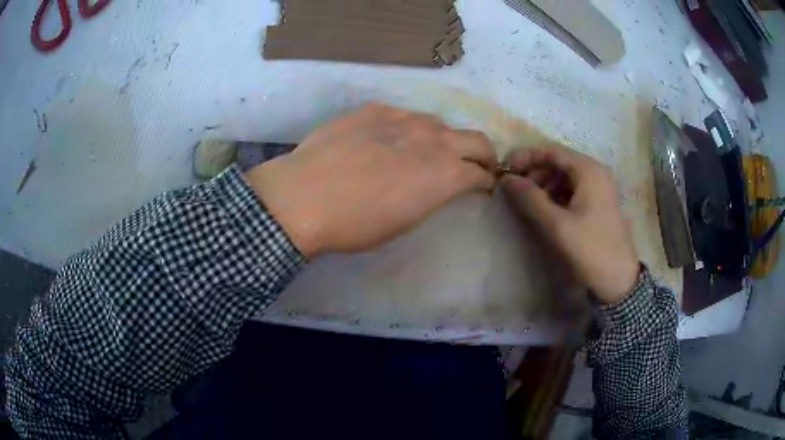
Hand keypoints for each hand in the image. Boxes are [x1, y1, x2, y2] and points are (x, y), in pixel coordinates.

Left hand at [245, 103, 495, 257]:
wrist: (304, 196)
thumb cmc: (355, 224)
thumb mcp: (405, 221)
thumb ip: (432, 196)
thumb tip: (439, 184)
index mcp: (445, 175)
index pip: (482, 173)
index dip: (485, 181)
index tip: (481, 187)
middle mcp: (433, 139)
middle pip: (477, 139)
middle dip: (483, 155)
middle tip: (474, 165)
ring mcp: (404, 118)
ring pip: (438, 124)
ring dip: (441, 140)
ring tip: (422, 152)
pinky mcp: (376, 109)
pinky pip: (403, 115)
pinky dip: (406, 129)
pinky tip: (384, 141)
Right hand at [501, 145, 639, 303]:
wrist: (619, 280)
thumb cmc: (590, 249)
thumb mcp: (557, 225)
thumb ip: (530, 198)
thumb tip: (506, 179)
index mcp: (589, 170)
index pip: (551, 151)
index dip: (526, 157)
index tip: (504, 170)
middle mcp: (596, 172)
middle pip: (559, 161)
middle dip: (534, 171)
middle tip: (514, 188)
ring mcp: (599, 187)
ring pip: (565, 176)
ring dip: (544, 183)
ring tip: (528, 201)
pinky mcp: (599, 202)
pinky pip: (573, 189)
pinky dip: (556, 194)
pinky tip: (546, 209)